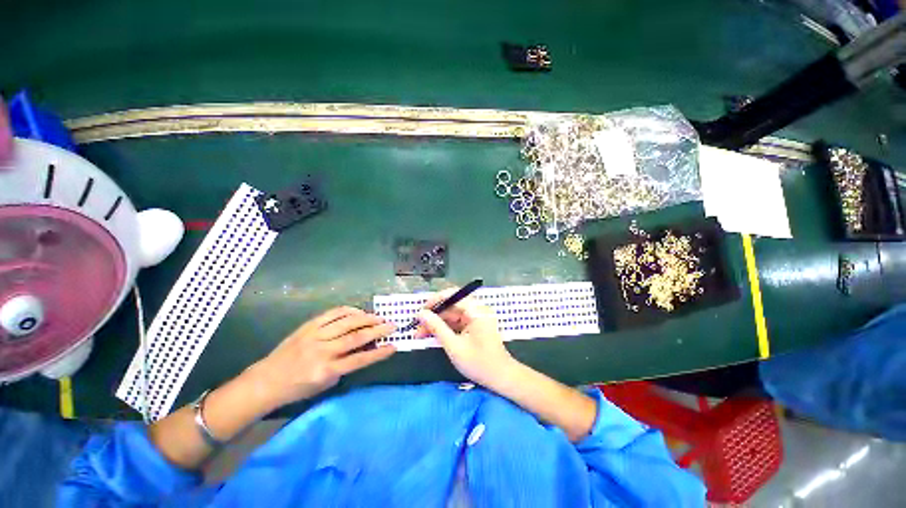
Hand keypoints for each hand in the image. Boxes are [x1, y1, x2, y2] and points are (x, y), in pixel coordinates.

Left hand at [253, 306, 395, 406]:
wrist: (266, 381)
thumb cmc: (297, 388)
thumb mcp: (324, 385)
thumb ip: (345, 367)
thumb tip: (363, 350)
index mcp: (326, 371)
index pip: (359, 359)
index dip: (379, 353)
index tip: (394, 346)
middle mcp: (322, 351)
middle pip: (356, 337)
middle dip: (378, 330)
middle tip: (392, 325)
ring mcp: (315, 336)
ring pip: (346, 322)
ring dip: (366, 318)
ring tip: (379, 317)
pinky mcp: (308, 326)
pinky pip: (332, 314)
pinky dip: (348, 311)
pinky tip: (358, 311)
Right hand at [416, 289, 516, 386]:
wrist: (502, 378)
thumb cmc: (479, 363)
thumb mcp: (454, 346)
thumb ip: (436, 327)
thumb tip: (421, 314)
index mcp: (476, 310)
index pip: (452, 295)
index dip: (434, 301)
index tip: (420, 312)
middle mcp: (477, 310)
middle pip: (451, 306)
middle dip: (433, 316)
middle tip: (417, 328)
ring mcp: (476, 318)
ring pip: (452, 315)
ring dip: (437, 323)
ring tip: (420, 334)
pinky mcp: (475, 326)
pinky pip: (457, 322)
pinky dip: (445, 328)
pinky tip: (433, 336)